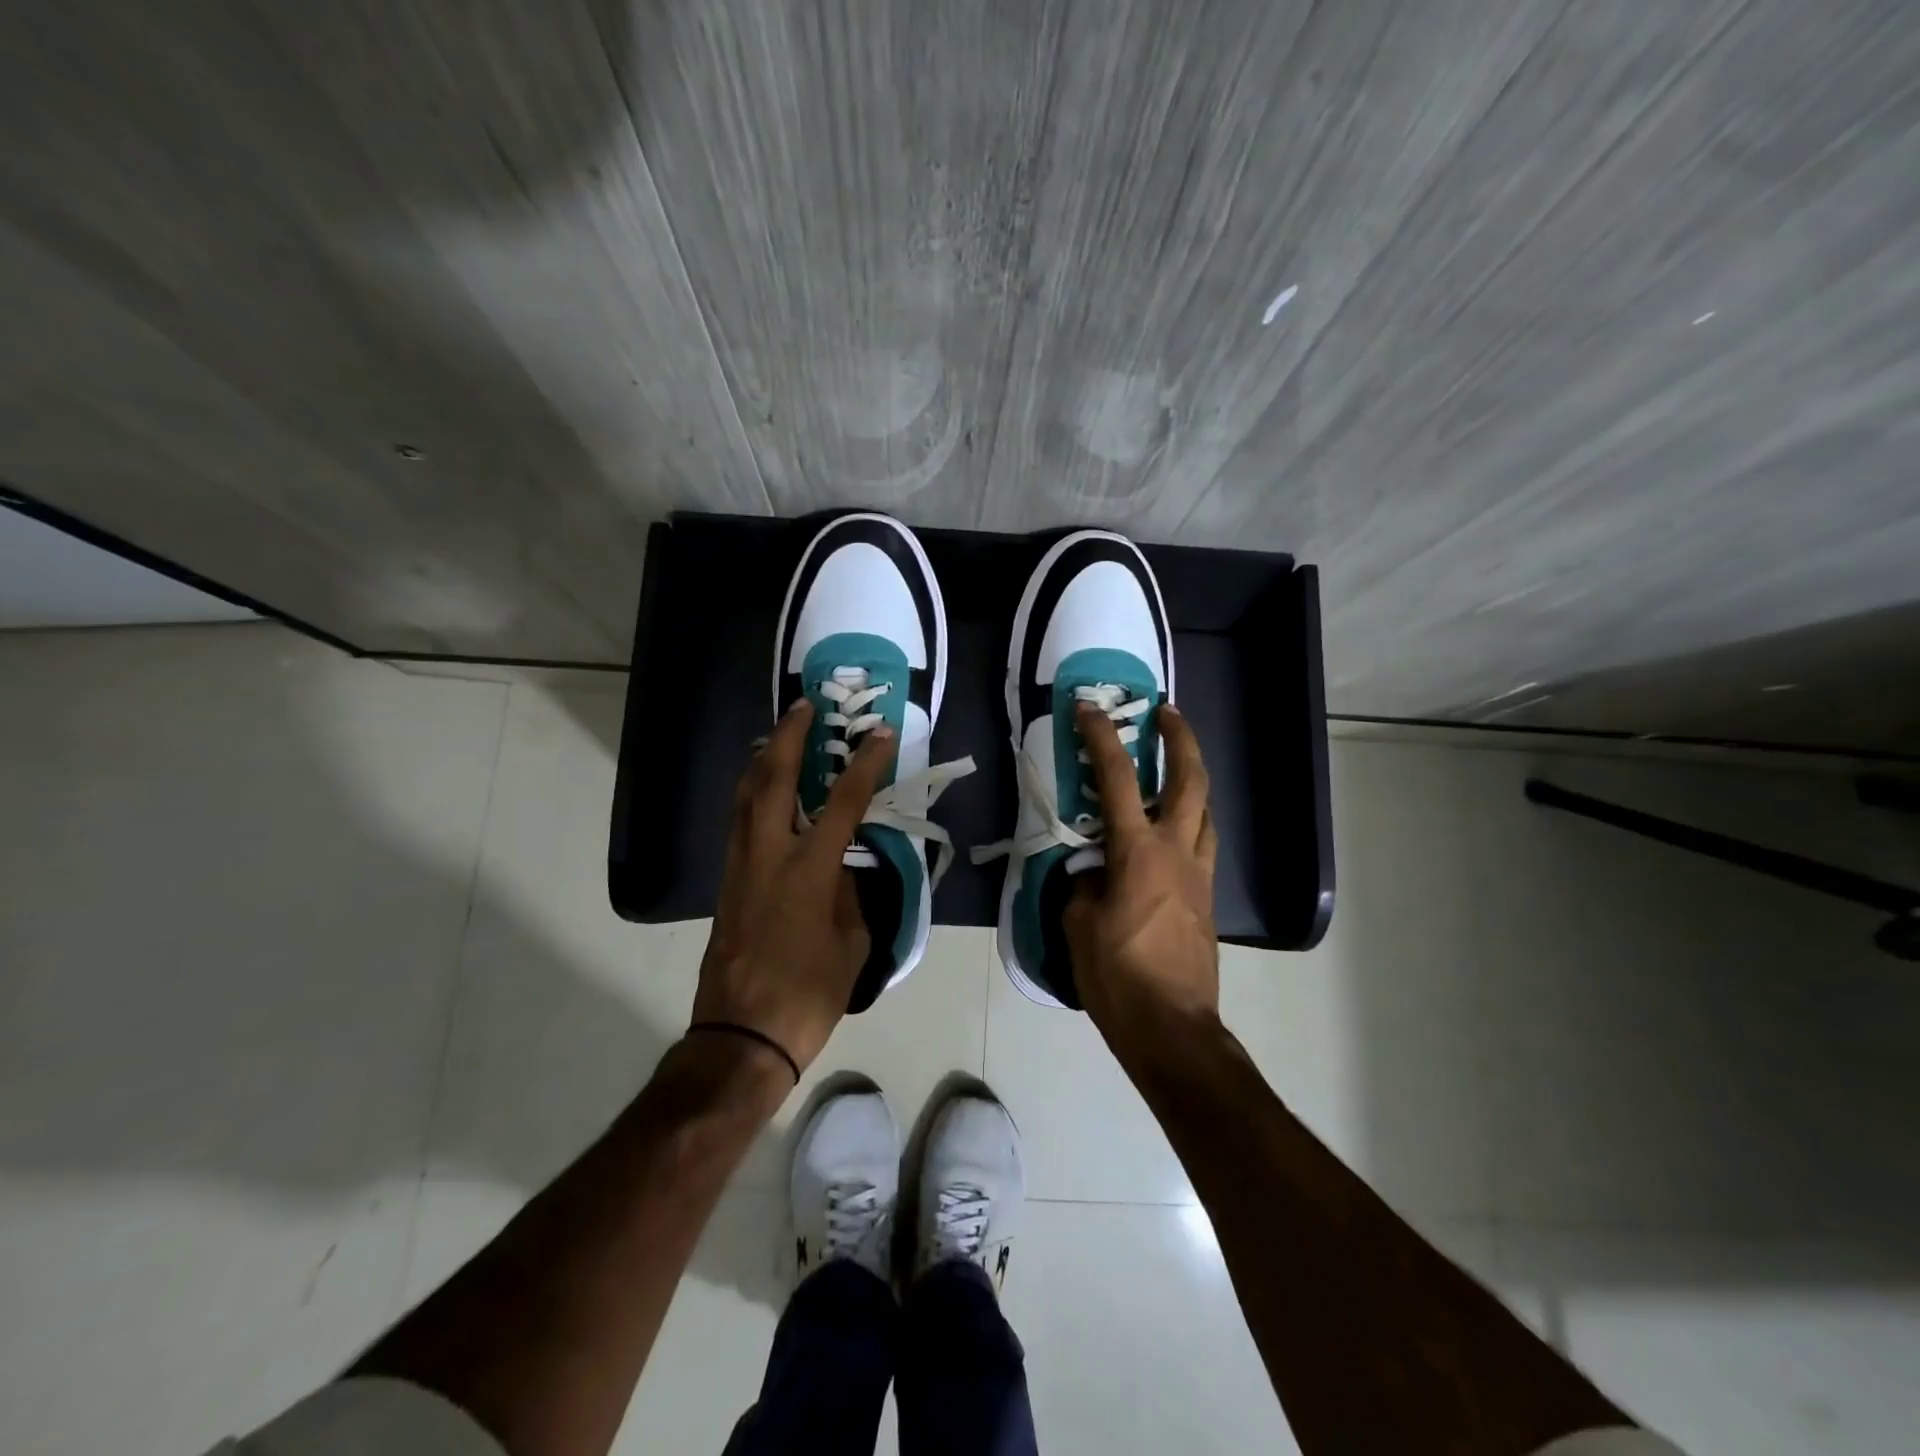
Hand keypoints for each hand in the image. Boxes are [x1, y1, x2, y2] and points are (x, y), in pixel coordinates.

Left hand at [692, 700, 895, 1075]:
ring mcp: (740, 866)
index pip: (844, 802)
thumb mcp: (852, 943)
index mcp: (809, 869)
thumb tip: (845, 867)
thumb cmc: (808, 993)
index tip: (880, 734)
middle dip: (790, 736)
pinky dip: (751, 791)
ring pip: (745, 794)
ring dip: (764, 758)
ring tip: (779, 735)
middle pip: (774, 779)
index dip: (865, 763)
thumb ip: (851, 894)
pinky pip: (738, 820)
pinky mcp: (727, 882)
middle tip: (805, 707)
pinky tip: (762, 789)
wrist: (742, 1036)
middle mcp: (769, 855)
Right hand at [1064, 702, 1219, 1055]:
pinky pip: (1203, 842)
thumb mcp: (1079, 925)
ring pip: (1206, 809)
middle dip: (1181, 738)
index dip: (1101, 738)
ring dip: (1192, 776)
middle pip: (1191, 779)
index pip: (1119, 779)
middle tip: (1166, 712)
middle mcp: (1177, 851)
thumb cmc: (1117, 976)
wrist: (1172, 1028)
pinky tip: (1172, 828)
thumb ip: (1084, 884)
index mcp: (1138, 852)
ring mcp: (1200, 874)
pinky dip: (1191, 818)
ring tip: (1173, 765)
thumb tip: (1093, 870)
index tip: (1089, 709)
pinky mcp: (1207, 897)